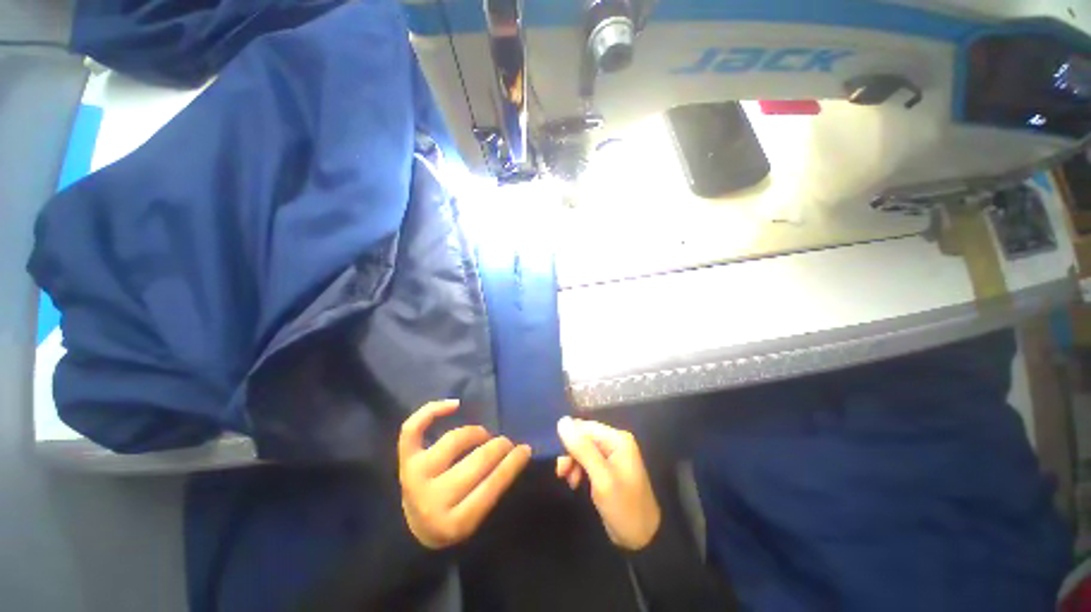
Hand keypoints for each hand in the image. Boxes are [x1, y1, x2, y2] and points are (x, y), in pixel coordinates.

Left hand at [398, 400, 531, 548]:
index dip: (513, 463)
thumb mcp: (477, 518)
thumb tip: (519, 453)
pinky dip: (433, 410)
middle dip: (499, 447)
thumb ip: (495, 490)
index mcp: (455, 523)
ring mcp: (415, 477)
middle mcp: (432, 500)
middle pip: (477, 461)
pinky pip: (413, 429)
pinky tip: (455, 404)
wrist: (413, 530)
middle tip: (507, 442)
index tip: (525, 449)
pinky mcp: (405, 461)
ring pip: (454, 440)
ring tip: (485, 435)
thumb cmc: (454, 520)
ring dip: (476, 433)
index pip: (492, 485)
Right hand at [555, 417, 661, 550]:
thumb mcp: (601, 478)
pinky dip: (578, 469)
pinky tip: (574, 482)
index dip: (569, 439)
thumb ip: (582, 449)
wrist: (642, 539)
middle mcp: (615, 442)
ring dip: (572, 462)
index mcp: (617, 439)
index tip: (559, 460)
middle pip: (583, 437)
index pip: (585, 427)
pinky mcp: (607, 468)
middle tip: (561, 472)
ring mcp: (612, 455)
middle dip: (570, 453)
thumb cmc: (624, 507)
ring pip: (583, 449)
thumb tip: (562, 421)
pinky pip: (587, 460)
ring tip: (568, 480)